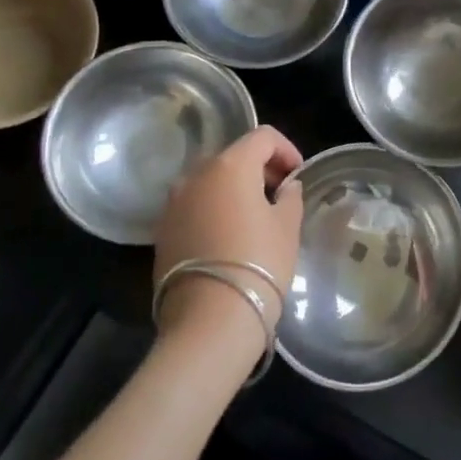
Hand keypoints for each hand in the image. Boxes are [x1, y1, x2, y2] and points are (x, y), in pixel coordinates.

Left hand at [155, 126, 304, 346]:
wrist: (208, 322)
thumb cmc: (258, 264)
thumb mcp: (287, 227)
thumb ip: (290, 196)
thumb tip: (286, 187)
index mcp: (230, 165)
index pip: (263, 137)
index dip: (286, 149)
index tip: (298, 174)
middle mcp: (196, 174)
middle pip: (233, 156)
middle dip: (260, 169)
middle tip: (281, 195)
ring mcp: (174, 203)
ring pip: (210, 181)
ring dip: (234, 189)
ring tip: (255, 217)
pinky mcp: (162, 231)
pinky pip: (194, 206)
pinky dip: (214, 209)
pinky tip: (230, 237)